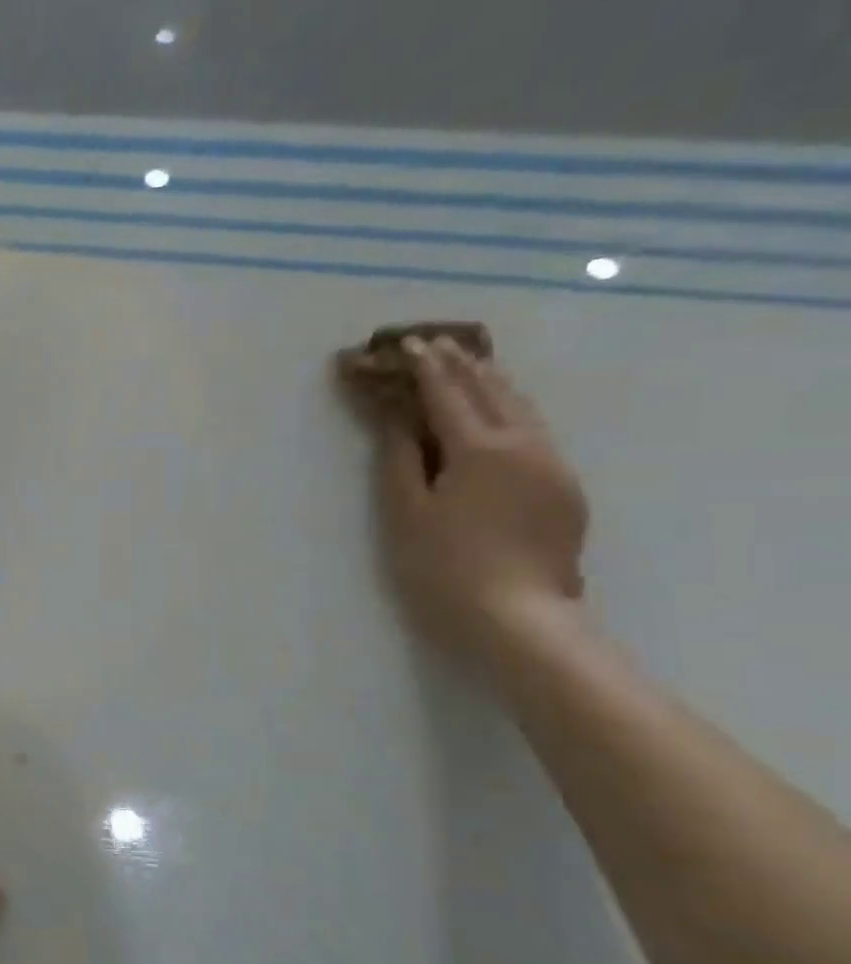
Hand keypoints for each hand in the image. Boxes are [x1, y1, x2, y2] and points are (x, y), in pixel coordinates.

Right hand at [371, 337, 588, 661]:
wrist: (519, 620)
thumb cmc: (444, 567)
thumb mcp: (406, 512)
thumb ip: (400, 459)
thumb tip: (398, 418)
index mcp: (480, 448)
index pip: (447, 394)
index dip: (423, 367)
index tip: (406, 343)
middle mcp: (526, 445)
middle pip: (493, 391)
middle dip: (462, 364)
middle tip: (437, 343)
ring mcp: (553, 466)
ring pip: (522, 408)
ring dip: (491, 383)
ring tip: (469, 365)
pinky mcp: (565, 490)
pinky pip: (535, 432)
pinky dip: (509, 411)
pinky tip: (497, 414)